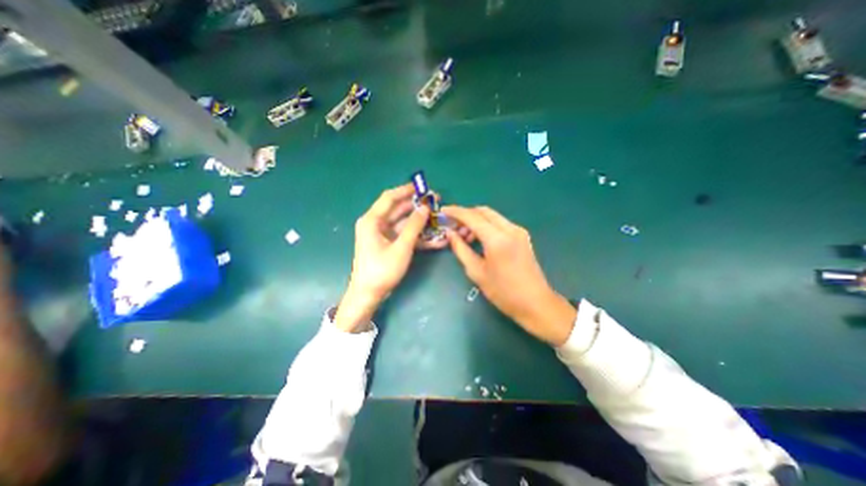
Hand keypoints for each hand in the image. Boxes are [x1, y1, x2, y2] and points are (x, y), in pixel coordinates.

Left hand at [334, 185, 436, 331]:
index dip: (406, 190)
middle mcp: (376, 224)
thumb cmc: (382, 270)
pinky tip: (435, 238)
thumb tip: (424, 207)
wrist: (368, 294)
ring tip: (438, 217)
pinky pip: (404, 235)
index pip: (390, 198)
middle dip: (417, 206)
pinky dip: (418, 236)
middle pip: (399, 209)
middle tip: (436, 201)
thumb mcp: (401, 247)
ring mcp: (383, 234)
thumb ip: (414, 226)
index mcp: (372, 220)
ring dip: (420, 222)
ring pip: (404, 223)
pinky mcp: (389, 244)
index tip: (422, 186)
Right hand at [443, 204, 576, 345]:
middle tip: (452, 226)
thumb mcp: (476, 272)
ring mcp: (518, 231)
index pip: (472, 216)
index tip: (442, 211)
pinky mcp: (522, 236)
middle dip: (465, 215)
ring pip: (492, 216)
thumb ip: (461, 249)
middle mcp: (510, 229)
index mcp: (497, 239)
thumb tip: (450, 233)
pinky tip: (478, 239)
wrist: (535, 303)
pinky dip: (486, 226)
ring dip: (476, 221)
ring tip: (464, 237)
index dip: (455, 212)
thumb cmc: (503, 292)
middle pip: (483, 211)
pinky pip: (500, 224)